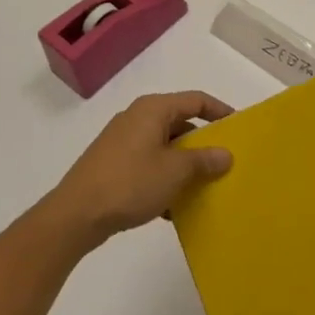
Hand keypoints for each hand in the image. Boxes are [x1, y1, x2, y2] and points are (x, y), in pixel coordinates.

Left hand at [49, 91, 233, 247]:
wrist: (75, 215)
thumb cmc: (130, 183)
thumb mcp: (175, 171)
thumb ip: (203, 160)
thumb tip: (225, 154)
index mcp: (153, 109)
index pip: (196, 100)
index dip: (220, 111)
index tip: (239, 128)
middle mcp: (137, 118)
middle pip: (180, 123)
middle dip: (203, 144)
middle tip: (224, 162)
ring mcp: (122, 141)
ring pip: (164, 147)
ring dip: (184, 165)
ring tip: (203, 187)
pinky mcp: (113, 164)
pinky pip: (148, 165)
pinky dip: (164, 179)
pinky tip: (172, 207)